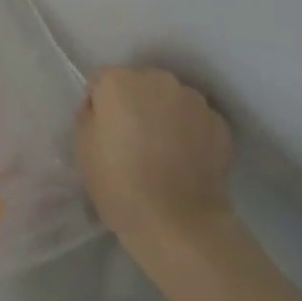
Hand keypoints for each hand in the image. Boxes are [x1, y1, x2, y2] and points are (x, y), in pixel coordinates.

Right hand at [77, 66, 234, 247]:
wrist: (177, 221)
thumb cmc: (118, 182)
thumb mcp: (82, 147)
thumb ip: (90, 116)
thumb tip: (103, 111)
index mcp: (118, 81)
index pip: (101, 82)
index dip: (99, 106)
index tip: (102, 133)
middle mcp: (158, 79)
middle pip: (139, 84)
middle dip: (135, 104)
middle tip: (132, 140)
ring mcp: (193, 100)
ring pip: (170, 100)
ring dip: (164, 115)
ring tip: (162, 152)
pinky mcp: (220, 124)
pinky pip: (196, 120)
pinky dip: (190, 132)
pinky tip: (185, 161)